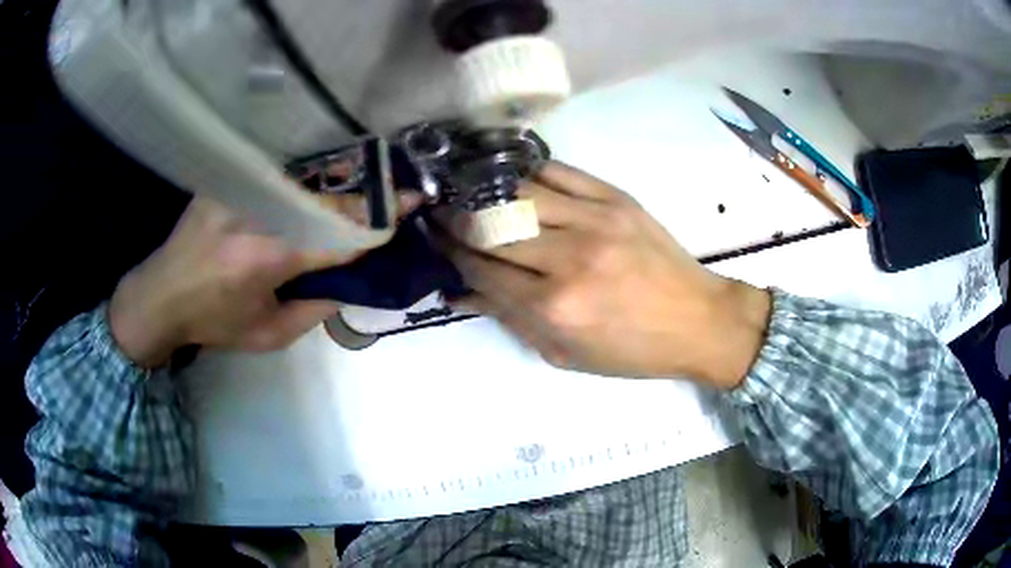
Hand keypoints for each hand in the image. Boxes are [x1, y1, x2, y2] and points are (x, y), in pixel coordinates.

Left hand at [109, 193, 419, 367]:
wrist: (160, 296)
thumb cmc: (214, 323)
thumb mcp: (270, 334)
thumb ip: (316, 310)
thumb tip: (349, 282)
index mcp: (267, 256)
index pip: (338, 234)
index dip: (378, 223)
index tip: (411, 204)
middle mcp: (255, 213)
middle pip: (325, 199)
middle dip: (365, 199)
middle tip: (395, 195)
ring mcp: (238, 190)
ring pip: (302, 181)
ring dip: (336, 185)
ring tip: (360, 189)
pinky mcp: (226, 180)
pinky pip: (274, 177)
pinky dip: (301, 180)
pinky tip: (314, 185)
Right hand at [440, 162, 770, 389]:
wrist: (698, 320)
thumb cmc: (632, 350)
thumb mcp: (565, 354)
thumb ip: (510, 319)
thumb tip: (460, 291)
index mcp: (555, 308)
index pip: (482, 270)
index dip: (450, 253)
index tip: (434, 241)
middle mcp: (568, 258)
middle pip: (491, 228)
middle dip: (456, 221)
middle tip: (439, 215)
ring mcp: (594, 220)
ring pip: (517, 193)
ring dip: (483, 193)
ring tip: (467, 193)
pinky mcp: (615, 198)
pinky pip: (557, 171)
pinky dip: (525, 172)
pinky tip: (511, 178)